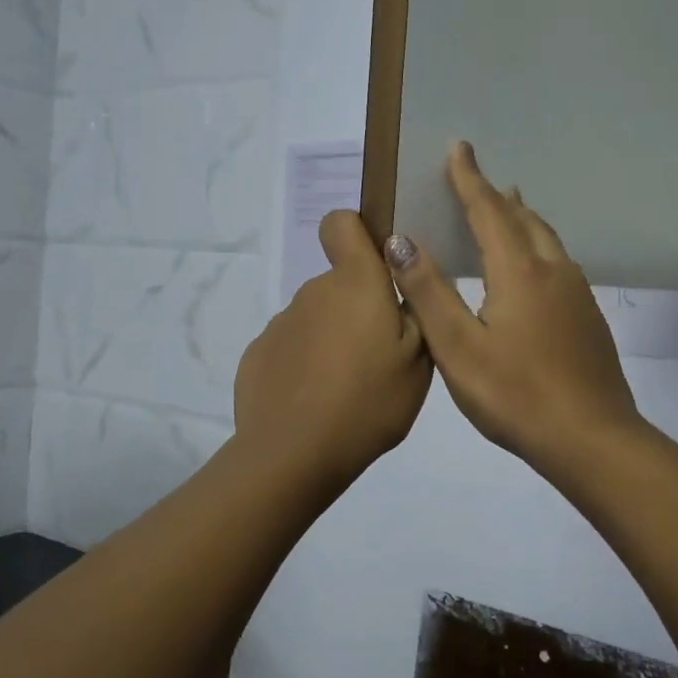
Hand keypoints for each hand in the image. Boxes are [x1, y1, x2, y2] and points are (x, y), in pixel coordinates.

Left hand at [233, 210, 431, 484]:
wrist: (293, 454)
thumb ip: (416, 313)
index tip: (378, 269)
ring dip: (333, 339)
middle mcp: (314, 291)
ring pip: (317, 318)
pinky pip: (292, 347)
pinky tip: (316, 402)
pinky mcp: (258, 354)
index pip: (341, 223)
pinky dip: (305, 364)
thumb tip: (400, 285)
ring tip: (348, 389)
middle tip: (379, 358)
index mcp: (356, 283)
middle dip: (359, 309)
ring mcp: (281, 323)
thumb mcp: (419, 363)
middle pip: (339, 284)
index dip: (358, 235)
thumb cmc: (368, 402)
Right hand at [385, 142, 643, 474]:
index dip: (469, 179)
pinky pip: (558, 265)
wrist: (592, 439)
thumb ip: (429, 291)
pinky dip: (536, 249)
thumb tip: (401, 240)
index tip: (458, 147)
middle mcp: (553, 272)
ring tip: (506, 211)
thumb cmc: (516, 395)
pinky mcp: (589, 319)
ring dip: (522, 220)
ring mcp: (578, 295)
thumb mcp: (458, 347)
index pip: (488, 211)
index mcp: (519, 272)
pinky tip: (531, 271)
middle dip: (497, 196)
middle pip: (524, 219)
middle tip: (476, 181)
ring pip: (546, 241)